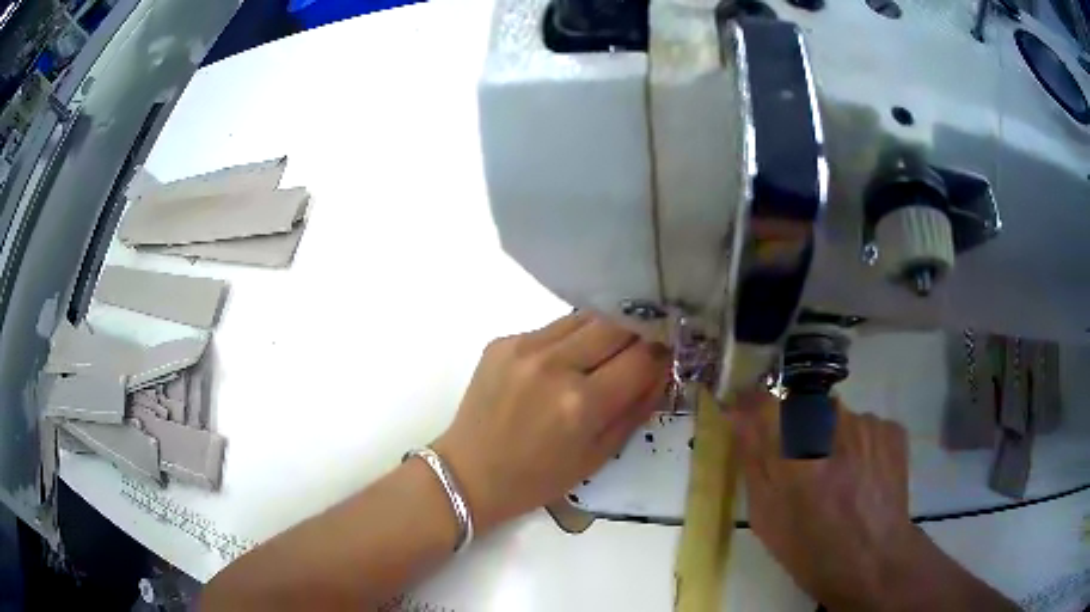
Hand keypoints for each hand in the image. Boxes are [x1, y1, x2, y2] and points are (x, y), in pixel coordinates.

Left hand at [434, 313, 668, 533]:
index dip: (661, 354)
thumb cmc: (537, 478)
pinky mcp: (502, 340)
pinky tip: (564, 363)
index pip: (641, 357)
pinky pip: (553, 327)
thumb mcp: (598, 456)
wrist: (469, 472)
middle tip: (641, 350)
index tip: (666, 357)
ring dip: (605, 332)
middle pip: (616, 324)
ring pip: (585, 318)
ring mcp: (524, 347)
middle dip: (637, 334)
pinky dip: (570, 340)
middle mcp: (554, 364)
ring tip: (603, 355)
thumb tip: (662, 370)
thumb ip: (636, 409)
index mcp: (581, 403)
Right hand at [731, 392, 917, 608]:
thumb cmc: (810, 550)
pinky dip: (858, 445)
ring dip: (829, 439)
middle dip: (795, 431)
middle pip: (801, 408)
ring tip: (839, 478)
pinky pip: (863, 426)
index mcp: (794, 454)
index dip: (751, 406)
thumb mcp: (766, 516)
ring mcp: (867, 424)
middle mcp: (833, 425)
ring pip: (835, 417)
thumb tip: (737, 414)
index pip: (761, 402)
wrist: (874, 562)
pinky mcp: (891, 428)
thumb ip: (753, 459)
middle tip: (804, 470)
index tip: (746, 417)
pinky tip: (862, 477)